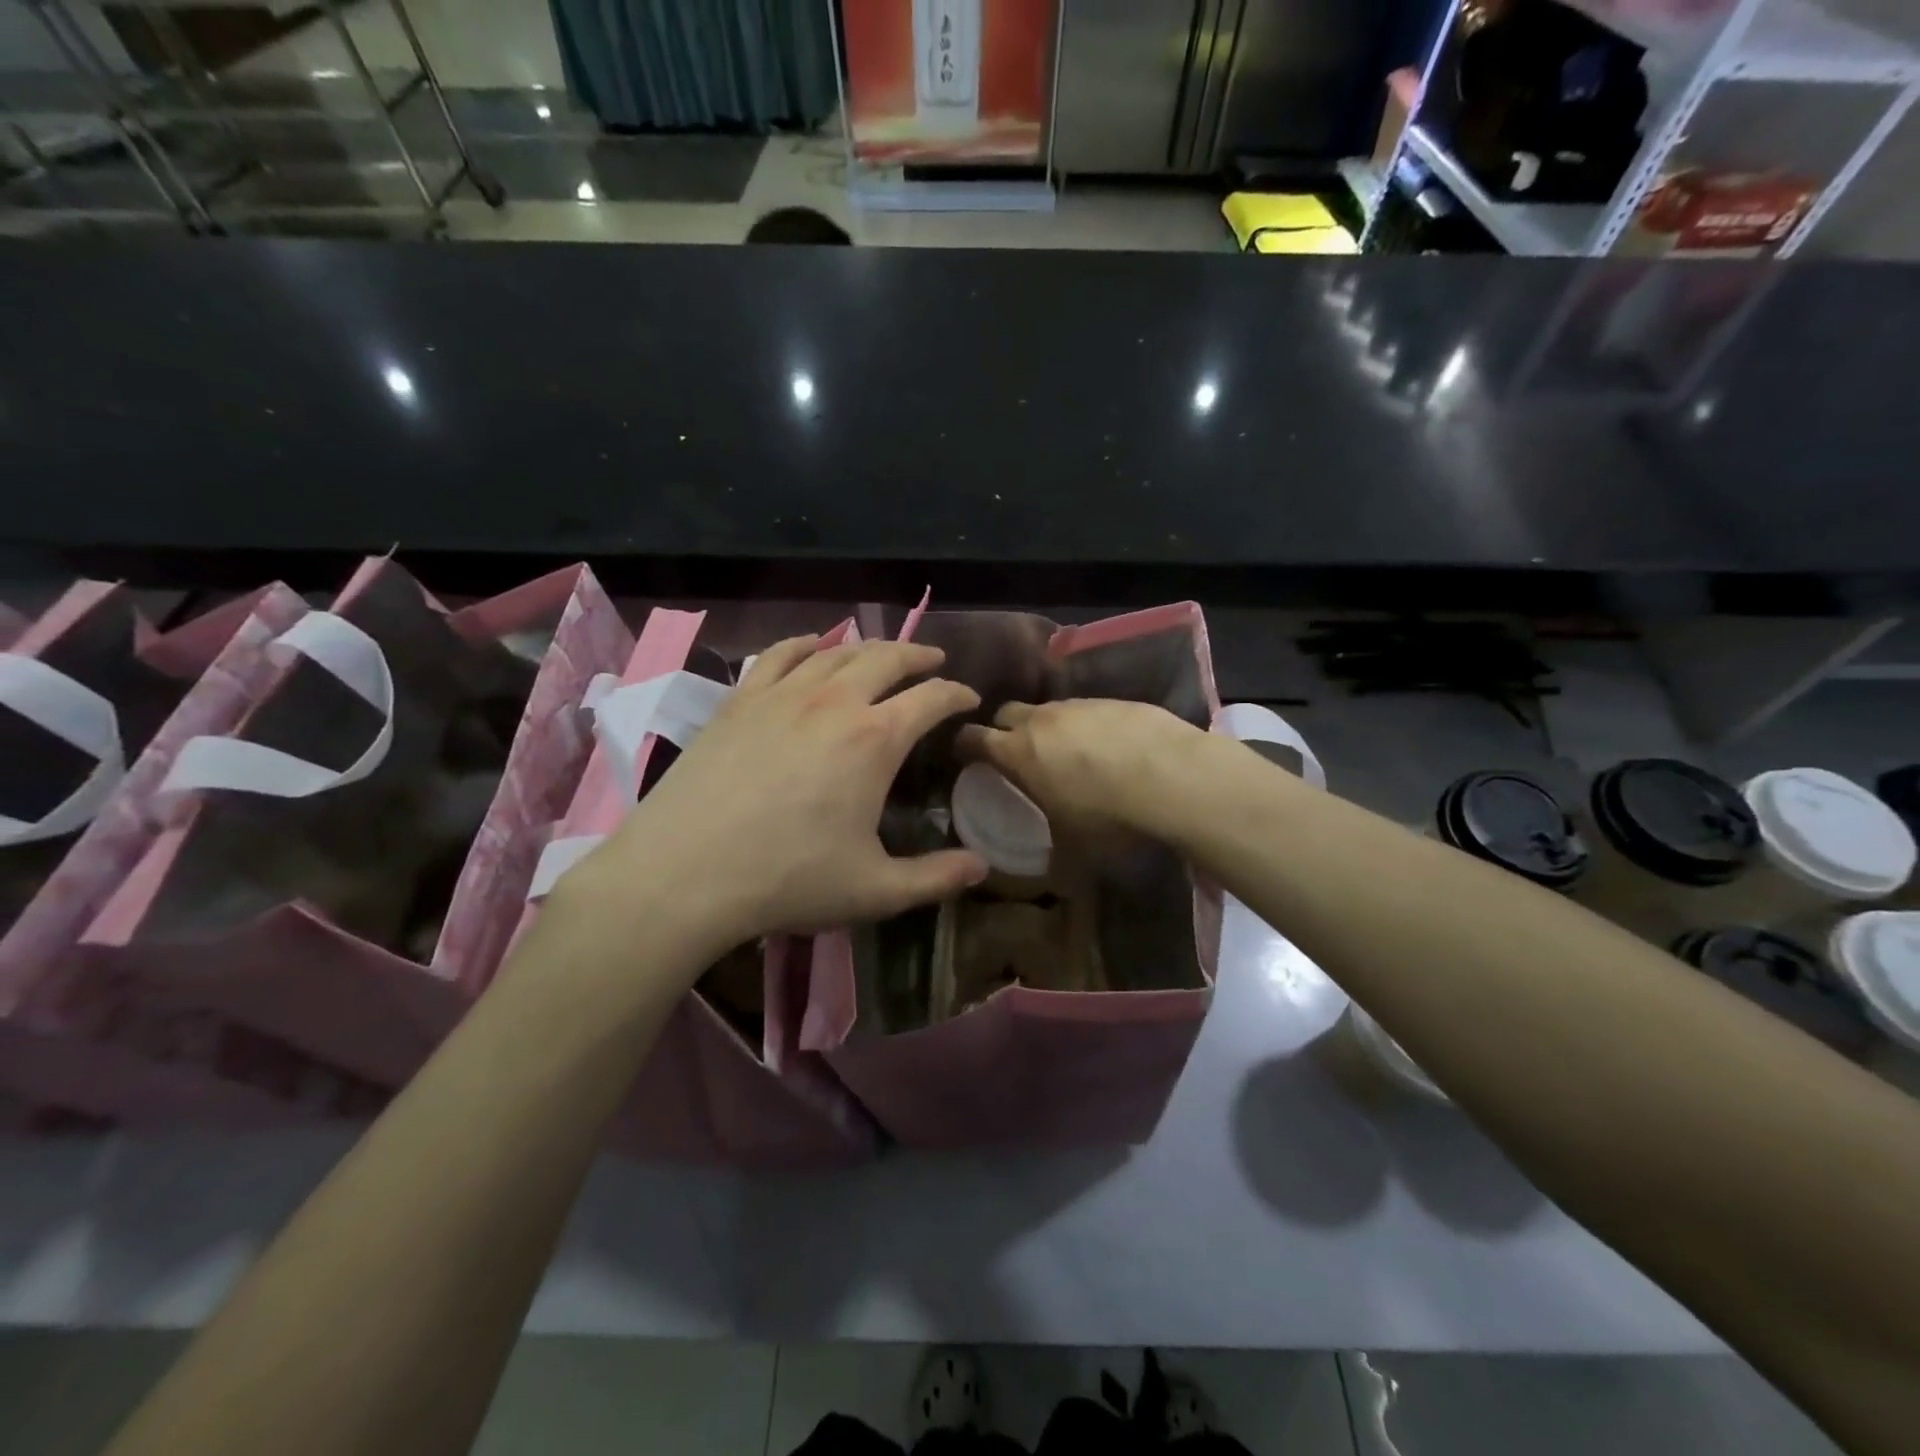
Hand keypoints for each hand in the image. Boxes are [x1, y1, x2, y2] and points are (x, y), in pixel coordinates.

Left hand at [567, 636, 988, 956]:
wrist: (684, 873)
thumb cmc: (788, 879)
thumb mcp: (875, 890)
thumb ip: (936, 878)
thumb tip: (982, 868)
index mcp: (875, 739)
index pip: (931, 699)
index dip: (957, 695)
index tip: (968, 698)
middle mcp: (834, 701)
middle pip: (887, 658)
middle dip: (919, 656)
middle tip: (934, 661)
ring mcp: (782, 694)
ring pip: (836, 651)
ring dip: (868, 647)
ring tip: (881, 653)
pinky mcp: (740, 699)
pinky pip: (779, 655)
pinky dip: (805, 644)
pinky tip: (812, 646)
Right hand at [955, 699, 1211, 844]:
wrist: (1173, 777)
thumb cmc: (1108, 817)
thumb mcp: (1075, 851)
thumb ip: (1054, 862)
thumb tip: (1052, 881)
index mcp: (1018, 753)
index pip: (972, 738)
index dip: (963, 745)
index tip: (966, 757)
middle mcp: (1042, 720)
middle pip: (1006, 712)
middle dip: (1003, 730)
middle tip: (1016, 755)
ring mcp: (1079, 705)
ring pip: (1049, 709)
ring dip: (1049, 728)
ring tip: (1068, 754)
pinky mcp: (1114, 700)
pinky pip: (1087, 710)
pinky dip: (1087, 726)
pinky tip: (1109, 749)